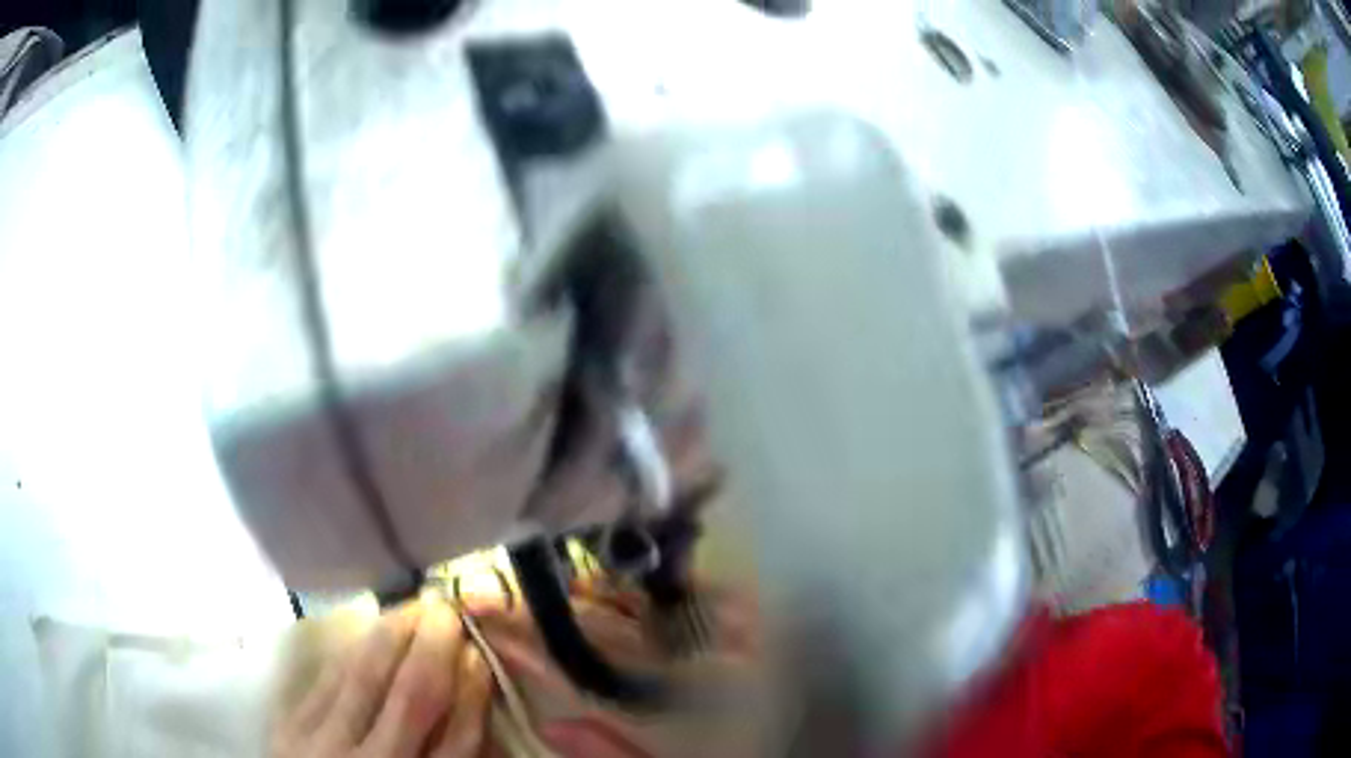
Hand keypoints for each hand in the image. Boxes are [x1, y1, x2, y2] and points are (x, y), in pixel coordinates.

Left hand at [270, 601, 493, 757]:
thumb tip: (471, 702)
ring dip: (391, 634)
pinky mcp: (288, 725)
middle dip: (433, 648)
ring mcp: (323, 743)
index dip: (472, 693)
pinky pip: (326, 677)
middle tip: (446, 608)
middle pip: (411, 697)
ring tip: (412, 605)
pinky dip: (352, 650)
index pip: (457, 739)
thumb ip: (449, 757)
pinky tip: (368, 630)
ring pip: (363, 676)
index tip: (479, 655)